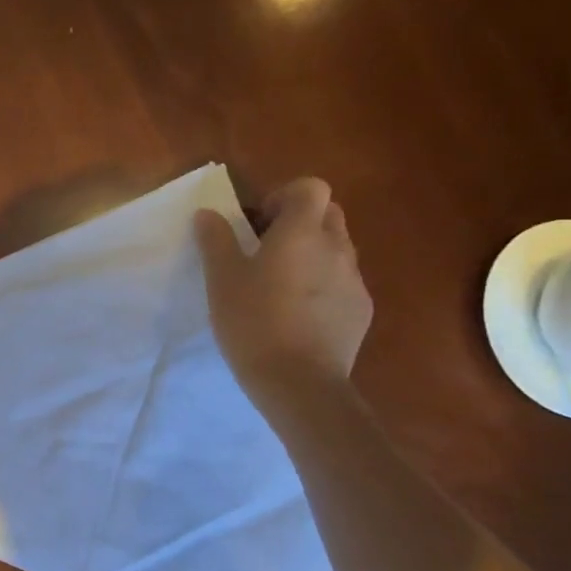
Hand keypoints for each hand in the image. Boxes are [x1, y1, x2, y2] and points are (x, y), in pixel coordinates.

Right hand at [194, 177, 372, 407]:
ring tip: (280, 286)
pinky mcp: (361, 310)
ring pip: (337, 249)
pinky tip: (298, 315)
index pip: (311, 187)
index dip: (284, 196)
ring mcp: (355, 280)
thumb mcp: (222, 280)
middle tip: (266, 250)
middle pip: (328, 214)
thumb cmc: (254, 322)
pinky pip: (343, 281)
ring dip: (311, 254)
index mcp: (302, 233)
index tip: (259, 223)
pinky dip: (323, 285)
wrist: (299, 383)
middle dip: (299, 222)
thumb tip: (208, 214)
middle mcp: (336, 248)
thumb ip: (216, 240)